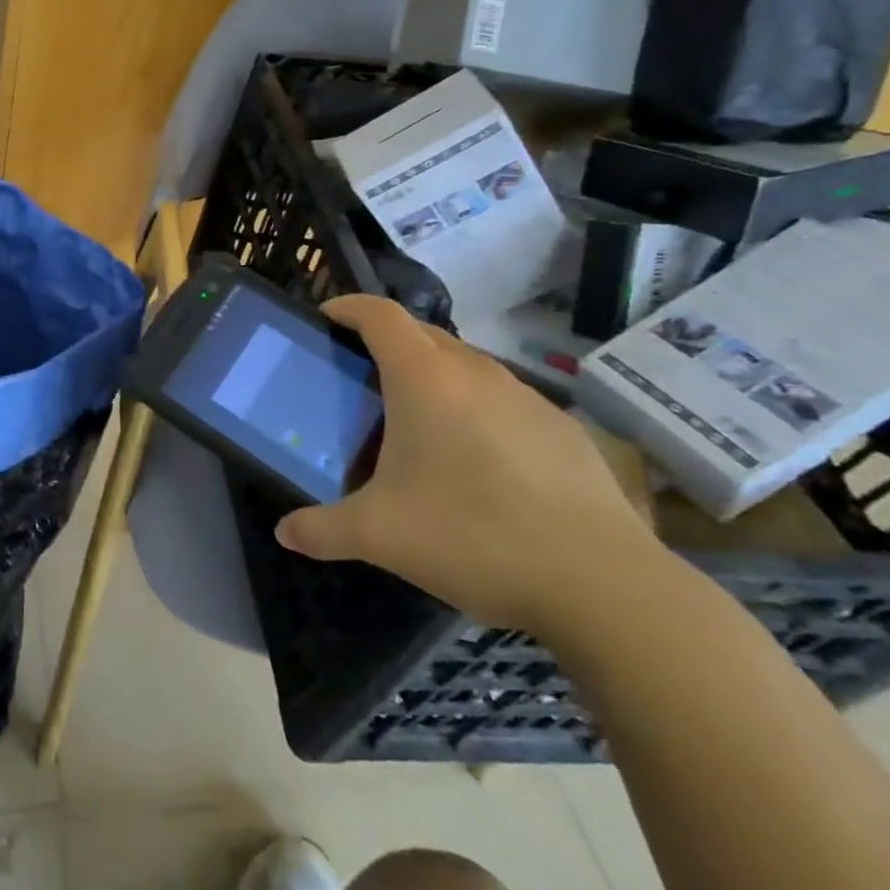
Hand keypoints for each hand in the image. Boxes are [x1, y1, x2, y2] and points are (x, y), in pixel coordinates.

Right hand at [275, 295, 658, 632]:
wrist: (603, 584)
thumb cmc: (472, 536)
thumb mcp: (380, 536)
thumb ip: (323, 530)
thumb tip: (286, 533)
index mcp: (424, 378)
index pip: (379, 314)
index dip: (348, 306)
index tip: (326, 317)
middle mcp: (475, 372)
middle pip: (421, 333)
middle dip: (386, 341)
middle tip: (360, 377)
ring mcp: (526, 398)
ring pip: (466, 365)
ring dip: (433, 376)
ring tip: (416, 422)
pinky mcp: (563, 429)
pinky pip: (502, 399)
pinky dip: (476, 409)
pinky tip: (477, 462)